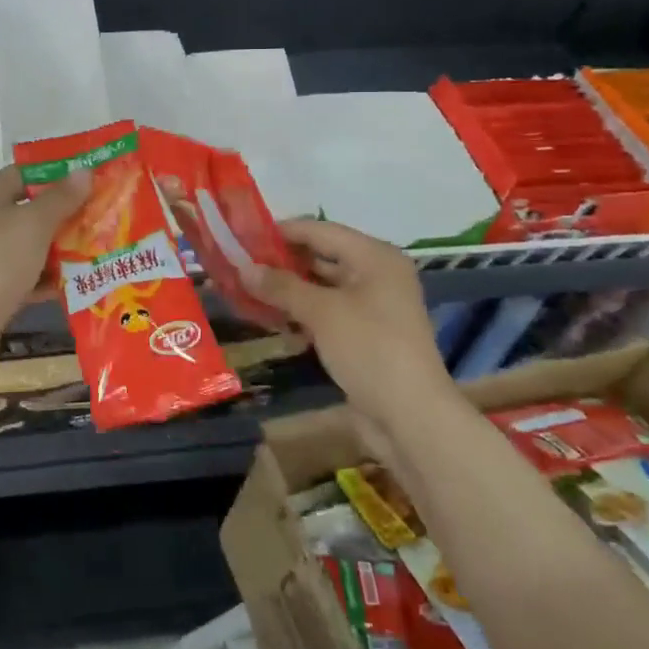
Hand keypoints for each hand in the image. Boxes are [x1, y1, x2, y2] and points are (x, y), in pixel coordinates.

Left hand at [0, 164, 90, 346]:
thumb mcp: (33, 224)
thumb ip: (61, 198)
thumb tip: (84, 170)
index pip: (28, 173)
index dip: (61, 176)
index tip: (96, 182)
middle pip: (31, 210)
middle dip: (68, 216)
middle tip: (107, 220)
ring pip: (31, 245)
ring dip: (62, 250)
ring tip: (102, 251)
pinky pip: (26, 275)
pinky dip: (48, 279)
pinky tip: (79, 285)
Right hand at [240, 220, 446, 400]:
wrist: (410, 417)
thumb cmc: (370, 350)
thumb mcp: (322, 312)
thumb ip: (281, 286)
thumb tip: (243, 267)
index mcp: (374, 257)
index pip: (319, 230)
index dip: (280, 231)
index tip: (241, 234)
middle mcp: (375, 275)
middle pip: (320, 256)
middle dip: (280, 262)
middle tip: (237, 263)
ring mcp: (370, 307)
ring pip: (320, 287)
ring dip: (285, 289)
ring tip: (244, 289)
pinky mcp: (362, 335)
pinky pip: (324, 312)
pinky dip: (299, 313)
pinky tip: (268, 318)